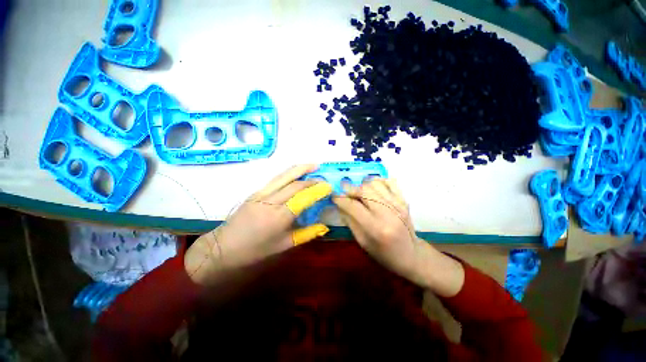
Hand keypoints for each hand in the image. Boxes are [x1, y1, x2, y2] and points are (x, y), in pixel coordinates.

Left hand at [185, 164, 332, 284]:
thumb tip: (324, 227)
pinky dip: (289, 173)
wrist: (223, 247)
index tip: (329, 186)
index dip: (318, 190)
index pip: (303, 198)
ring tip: (313, 164)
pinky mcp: (256, 191)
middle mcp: (271, 201)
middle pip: (295, 184)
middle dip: (312, 180)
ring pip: (284, 176)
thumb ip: (306, 234)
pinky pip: (276, 179)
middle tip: (324, 180)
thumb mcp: (284, 246)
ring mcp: (261, 194)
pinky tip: (296, 172)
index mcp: (279, 217)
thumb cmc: (255, 250)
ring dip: (300, 169)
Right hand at [333, 179, 464, 296]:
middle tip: (345, 192)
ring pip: (374, 183)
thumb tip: (340, 204)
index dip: (340, 199)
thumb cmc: (384, 254)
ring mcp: (398, 204)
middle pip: (364, 190)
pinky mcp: (404, 200)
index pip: (353, 206)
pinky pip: (389, 181)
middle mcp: (387, 212)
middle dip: (350, 188)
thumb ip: (350, 221)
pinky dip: (379, 181)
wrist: (411, 255)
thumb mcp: (362, 242)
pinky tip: (374, 189)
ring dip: (363, 185)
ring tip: (359, 193)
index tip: (334, 196)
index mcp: (375, 228)